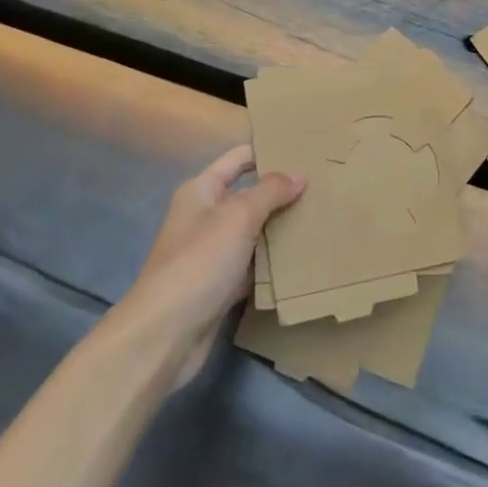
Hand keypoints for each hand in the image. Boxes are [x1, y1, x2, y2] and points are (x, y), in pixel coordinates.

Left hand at [121, 146, 303, 386]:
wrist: (165, 335)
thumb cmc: (199, 261)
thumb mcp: (238, 216)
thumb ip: (271, 192)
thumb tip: (299, 175)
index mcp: (202, 191)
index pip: (240, 159)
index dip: (268, 152)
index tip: (305, 151)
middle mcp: (205, 217)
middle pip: (249, 195)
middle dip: (282, 192)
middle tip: (322, 187)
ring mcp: (212, 253)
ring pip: (254, 232)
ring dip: (280, 228)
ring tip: (320, 218)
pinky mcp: (220, 286)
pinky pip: (253, 265)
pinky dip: (273, 262)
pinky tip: (302, 259)